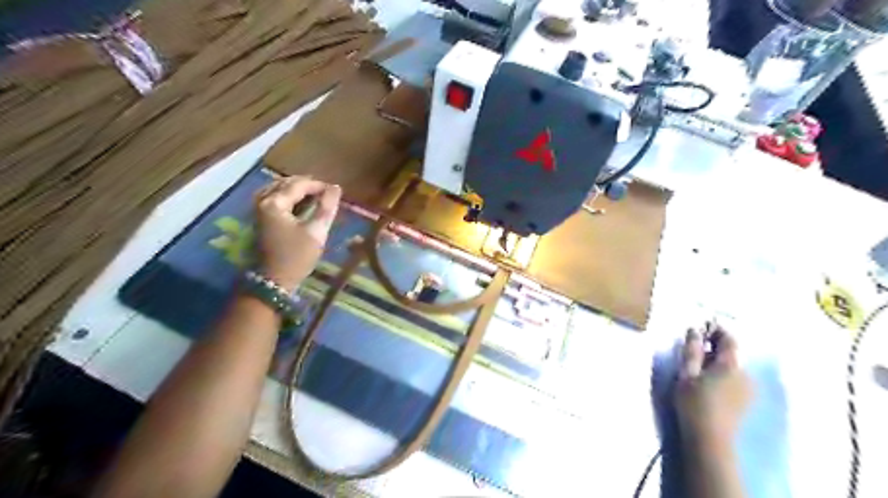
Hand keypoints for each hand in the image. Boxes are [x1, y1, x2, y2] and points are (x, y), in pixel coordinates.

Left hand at [257, 174, 342, 292]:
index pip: (299, 184)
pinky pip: (273, 198)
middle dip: (307, 185)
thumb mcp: (316, 231)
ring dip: (296, 189)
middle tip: (326, 193)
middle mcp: (262, 201)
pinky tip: (299, 203)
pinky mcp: (259, 218)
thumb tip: (336, 188)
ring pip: (278, 189)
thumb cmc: (297, 256)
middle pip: (285, 183)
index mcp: (274, 203)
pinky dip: (287, 196)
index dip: (319, 185)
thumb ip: (326, 207)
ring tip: (314, 196)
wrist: (274, 280)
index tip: (335, 191)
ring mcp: (258, 210)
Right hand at [677, 325, 750, 449]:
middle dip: (714, 346)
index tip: (700, 326)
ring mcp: (748, 389)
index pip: (728, 338)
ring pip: (732, 366)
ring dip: (717, 361)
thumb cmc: (694, 402)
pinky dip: (722, 374)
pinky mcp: (745, 401)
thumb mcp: (687, 373)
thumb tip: (694, 329)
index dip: (715, 329)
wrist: (710, 439)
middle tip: (693, 347)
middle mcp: (745, 374)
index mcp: (730, 365)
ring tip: (697, 367)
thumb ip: (692, 350)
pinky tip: (707, 383)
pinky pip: (735, 378)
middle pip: (731, 352)